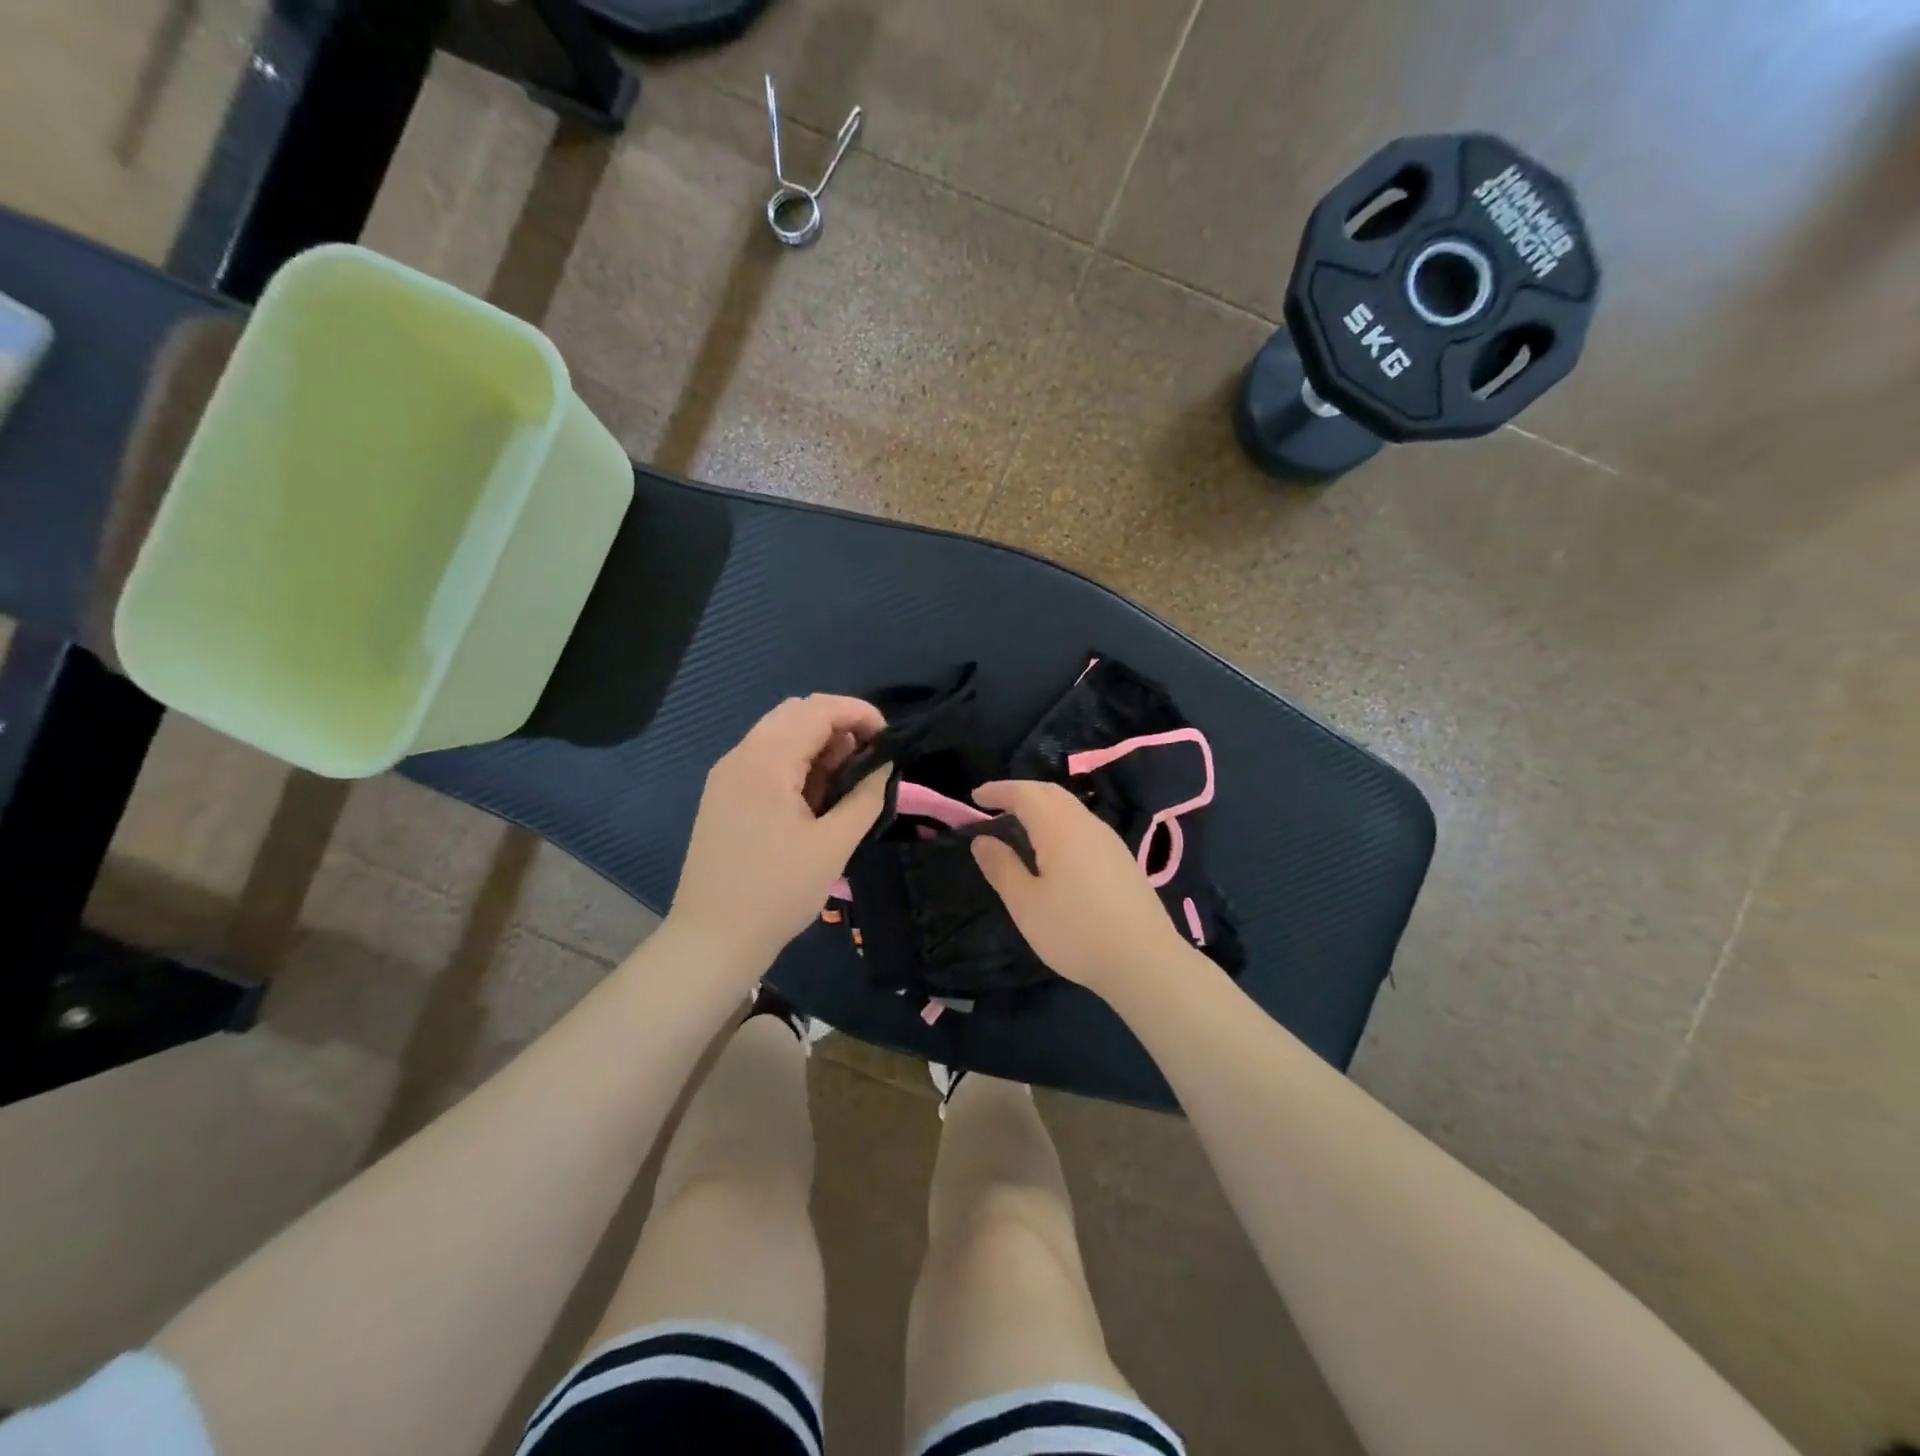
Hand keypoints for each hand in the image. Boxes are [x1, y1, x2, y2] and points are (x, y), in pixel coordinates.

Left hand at [669, 694, 890, 975]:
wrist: (712, 939)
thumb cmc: (777, 893)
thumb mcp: (832, 846)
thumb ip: (865, 798)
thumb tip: (885, 766)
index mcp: (765, 762)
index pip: (817, 709)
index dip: (859, 713)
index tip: (890, 737)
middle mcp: (741, 756)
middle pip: (796, 712)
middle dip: (839, 724)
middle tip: (870, 758)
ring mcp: (727, 775)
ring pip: (779, 733)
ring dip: (818, 742)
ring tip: (847, 778)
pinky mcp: (724, 795)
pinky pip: (765, 757)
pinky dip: (796, 760)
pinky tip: (816, 793)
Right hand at [969, 779, 1191, 994]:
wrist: (1145, 960)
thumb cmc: (1076, 931)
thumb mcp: (1026, 904)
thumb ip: (1002, 867)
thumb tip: (982, 840)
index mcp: (1059, 827)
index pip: (1025, 793)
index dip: (999, 790)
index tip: (975, 797)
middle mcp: (1086, 824)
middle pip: (1050, 793)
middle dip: (1020, 792)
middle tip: (995, 805)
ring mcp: (1109, 840)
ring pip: (1070, 807)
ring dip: (1042, 806)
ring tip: (1020, 824)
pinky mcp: (1121, 858)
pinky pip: (1083, 825)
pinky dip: (1059, 822)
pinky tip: (1053, 848)